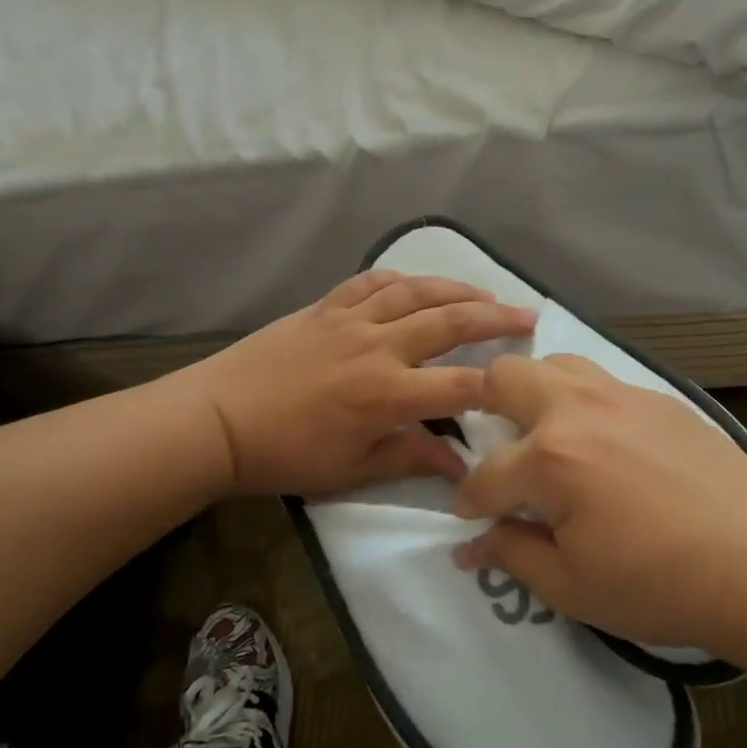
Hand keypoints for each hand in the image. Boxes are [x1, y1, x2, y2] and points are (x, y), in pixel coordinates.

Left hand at [190, 270, 535, 497]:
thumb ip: (410, 458)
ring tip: (485, 294)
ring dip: (456, 289)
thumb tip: (461, 466)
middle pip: (449, 323)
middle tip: (528, 314)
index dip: (499, 384)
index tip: (525, 383)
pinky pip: (371, 282)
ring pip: (415, 292)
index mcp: (387, 394)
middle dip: (495, 318)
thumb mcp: (352, 469)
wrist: (218, 420)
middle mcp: (379, 347)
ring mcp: (351, 320)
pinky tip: (416, 282)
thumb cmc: (286, 454)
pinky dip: (400, 278)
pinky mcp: (326, 307)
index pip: (460, 385)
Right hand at [451, 355, 746, 653]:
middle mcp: (579, 409)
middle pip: (507, 375)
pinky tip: (606, 443)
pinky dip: (585, 402)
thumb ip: (512, 555)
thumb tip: (471, 545)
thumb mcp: (571, 586)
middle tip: (499, 451)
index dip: (468, 501)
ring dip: (536, 393)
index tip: (470, 519)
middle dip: (484, 407)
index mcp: (551, 456)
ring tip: (548, 435)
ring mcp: (624, 396)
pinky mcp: (660, 399)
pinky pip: (604, 382)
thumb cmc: (658, 584)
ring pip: (557, 364)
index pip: (485, 474)